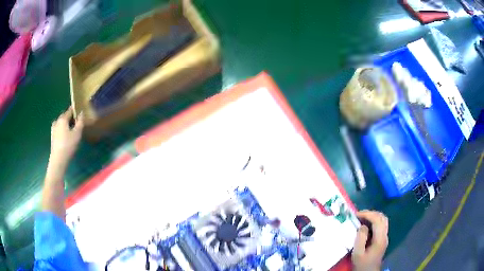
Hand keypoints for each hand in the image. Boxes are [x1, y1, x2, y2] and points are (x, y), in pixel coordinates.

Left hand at [49, 107, 83, 165]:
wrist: (58, 160)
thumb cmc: (68, 145)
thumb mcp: (77, 133)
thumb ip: (80, 122)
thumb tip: (81, 112)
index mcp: (63, 118)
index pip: (70, 110)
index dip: (75, 110)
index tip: (81, 112)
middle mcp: (57, 121)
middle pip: (65, 116)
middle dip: (71, 118)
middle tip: (77, 123)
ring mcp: (53, 129)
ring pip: (61, 123)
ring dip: (66, 124)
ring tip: (72, 130)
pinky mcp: (52, 137)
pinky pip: (59, 129)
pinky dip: (63, 130)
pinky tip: (66, 136)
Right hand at [352, 210, 388, 270]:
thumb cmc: (362, 264)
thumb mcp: (357, 253)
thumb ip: (360, 238)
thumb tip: (362, 226)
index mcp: (380, 239)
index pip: (377, 220)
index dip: (368, 214)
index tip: (356, 214)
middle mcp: (385, 236)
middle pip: (382, 218)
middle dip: (371, 213)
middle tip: (359, 215)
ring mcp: (385, 237)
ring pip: (383, 220)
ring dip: (373, 216)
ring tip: (362, 218)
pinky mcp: (382, 240)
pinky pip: (380, 225)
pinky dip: (374, 221)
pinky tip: (366, 225)